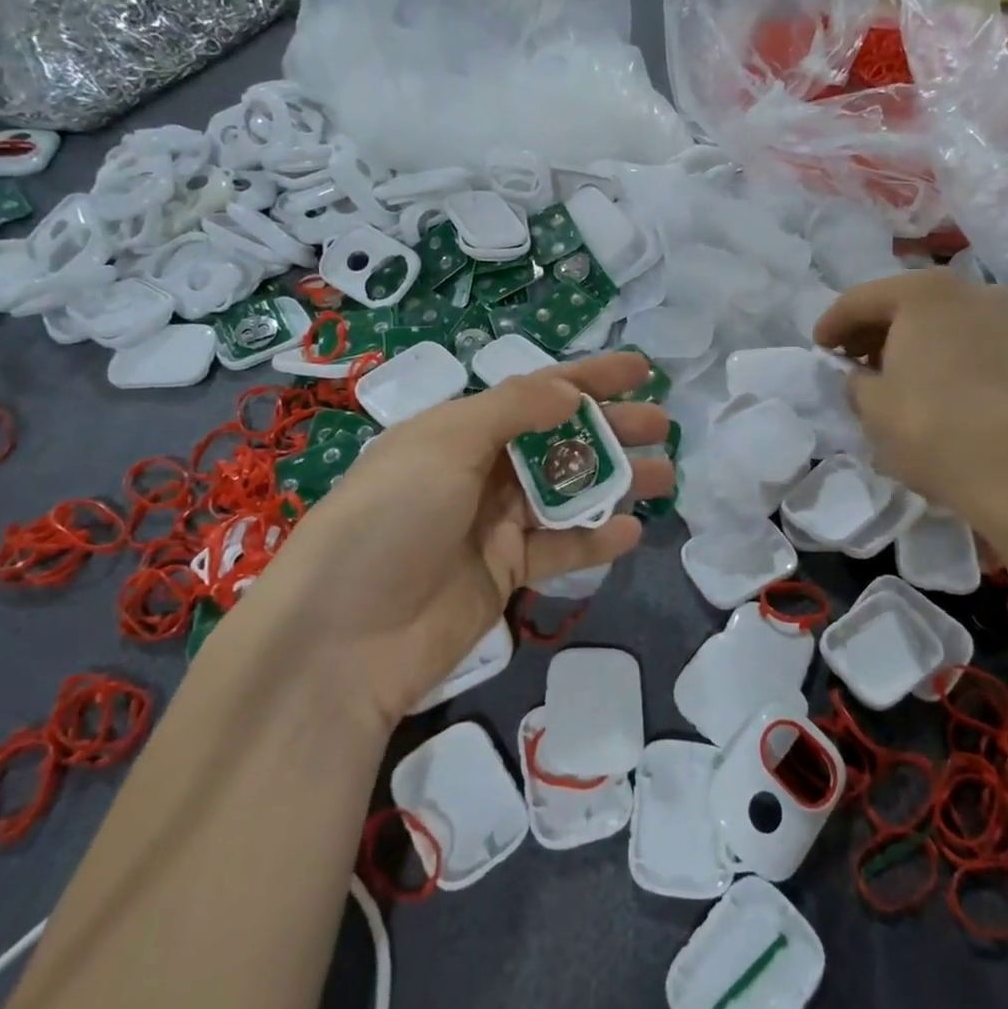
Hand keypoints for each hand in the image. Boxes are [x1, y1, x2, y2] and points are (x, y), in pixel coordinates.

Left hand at [252, 350, 672, 730]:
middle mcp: (480, 470)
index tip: (641, 370)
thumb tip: (572, 391)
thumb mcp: (447, 444)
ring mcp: (493, 524)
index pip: (537, 393)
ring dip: (614, 482)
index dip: (589, 378)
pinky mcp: (504, 573)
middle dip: (611, 429)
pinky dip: (594, 540)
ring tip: (665, 475)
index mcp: (461, 429)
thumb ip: (514, 410)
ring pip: (567, 493)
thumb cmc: (393, 517)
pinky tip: (631, 533)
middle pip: (560, 440)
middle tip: (663, 426)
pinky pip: (558, 548)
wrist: (342, 637)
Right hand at [814, 270, 1007, 551]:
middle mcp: (972, 290)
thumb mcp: (873, 408)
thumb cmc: (936, 429)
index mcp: (924, 292)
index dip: (832, 325)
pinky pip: (974, 343)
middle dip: (874, 331)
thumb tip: (860, 376)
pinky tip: (937, 389)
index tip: (819, 350)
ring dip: (913, 343)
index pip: (861, 299)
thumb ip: (855, 381)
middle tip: (852, 363)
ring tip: (894, 378)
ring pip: (945, 322)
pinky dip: (947, 356)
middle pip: (907, 303)